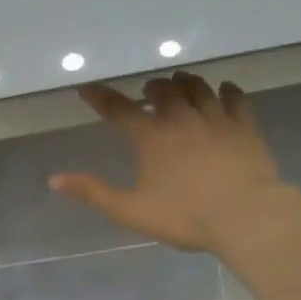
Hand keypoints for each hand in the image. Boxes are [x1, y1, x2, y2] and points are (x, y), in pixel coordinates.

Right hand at [49, 73, 290, 253]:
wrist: (245, 216)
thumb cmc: (185, 216)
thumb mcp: (131, 211)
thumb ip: (93, 193)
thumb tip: (55, 179)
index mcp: (152, 138)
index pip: (120, 110)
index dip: (101, 97)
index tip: (87, 88)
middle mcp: (182, 120)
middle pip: (163, 91)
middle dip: (151, 88)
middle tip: (147, 93)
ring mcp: (217, 120)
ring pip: (198, 88)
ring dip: (185, 83)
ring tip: (179, 83)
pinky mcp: (245, 128)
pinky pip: (236, 99)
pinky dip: (227, 90)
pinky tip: (224, 89)